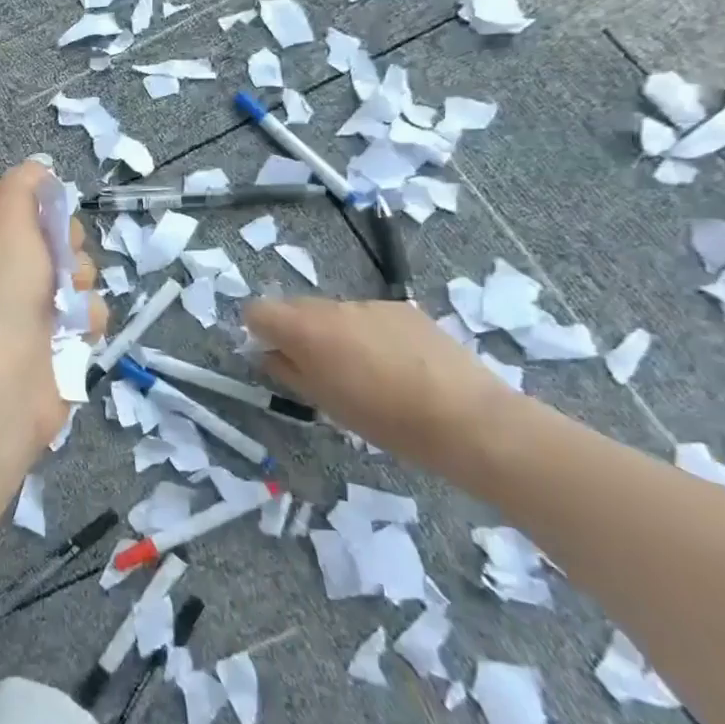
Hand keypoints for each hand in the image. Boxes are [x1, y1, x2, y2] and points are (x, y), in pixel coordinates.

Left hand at [0, 162, 106, 465]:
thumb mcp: (4, 222)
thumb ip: (22, 187)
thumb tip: (37, 169)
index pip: (4, 200)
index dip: (34, 197)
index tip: (53, 203)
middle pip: (47, 236)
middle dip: (65, 243)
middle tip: (60, 257)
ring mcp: (22, 310)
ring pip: (74, 274)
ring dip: (80, 281)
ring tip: (67, 300)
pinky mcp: (52, 343)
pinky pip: (84, 314)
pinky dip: (85, 319)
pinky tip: (75, 330)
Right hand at [242, 297, 509, 475]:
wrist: (466, 418)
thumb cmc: (383, 419)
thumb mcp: (323, 402)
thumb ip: (287, 370)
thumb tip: (268, 352)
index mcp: (305, 329)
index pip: (257, 310)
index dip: (259, 330)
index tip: (273, 354)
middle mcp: (333, 307)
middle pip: (295, 307)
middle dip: (296, 331)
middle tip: (318, 368)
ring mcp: (371, 304)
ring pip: (335, 313)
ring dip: (335, 333)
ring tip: (365, 371)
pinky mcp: (405, 309)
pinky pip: (369, 316)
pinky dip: (370, 334)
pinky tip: (397, 365)